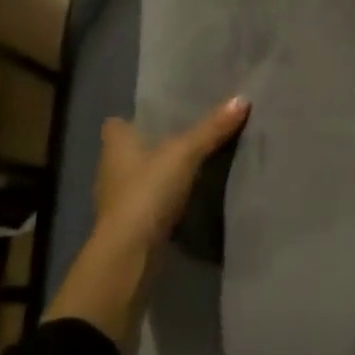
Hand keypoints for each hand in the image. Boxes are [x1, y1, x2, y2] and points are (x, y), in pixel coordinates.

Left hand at [44, 96, 248, 350]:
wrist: (130, 256)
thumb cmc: (147, 192)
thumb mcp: (185, 153)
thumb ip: (212, 128)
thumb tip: (243, 98)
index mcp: (116, 145)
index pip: (117, 123)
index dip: (134, 118)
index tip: (161, 115)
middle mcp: (111, 169)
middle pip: (130, 150)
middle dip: (153, 145)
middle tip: (187, 135)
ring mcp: (118, 201)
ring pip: (140, 177)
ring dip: (159, 174)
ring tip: (193, 164)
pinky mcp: (130, 226)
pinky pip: (149, 203)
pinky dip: (164, 200)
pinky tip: (187, 197)